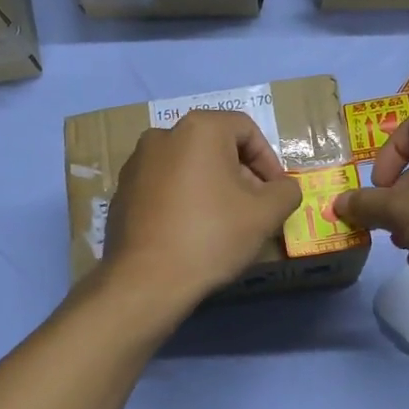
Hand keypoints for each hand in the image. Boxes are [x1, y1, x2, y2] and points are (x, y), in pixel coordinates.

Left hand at [101, 110, 302, 312]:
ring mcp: (137, 162)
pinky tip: (192, 231)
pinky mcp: (122, 190)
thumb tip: (283, 188)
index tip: (276, 193)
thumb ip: (286, 191)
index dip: (269, 160)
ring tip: (225, 222)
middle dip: (241, 174)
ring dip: (212, 186)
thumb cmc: (212, 236)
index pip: (247, 130)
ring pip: (189, 165)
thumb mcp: (266, 214)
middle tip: (255, 209)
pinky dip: (184, 199)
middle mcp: (162, 135)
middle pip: (216, 146)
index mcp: (199, 129)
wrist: (147, 280)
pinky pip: (164, 185)